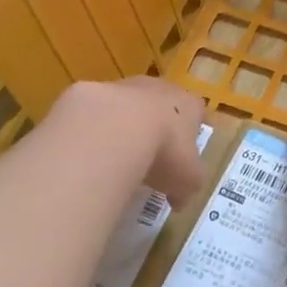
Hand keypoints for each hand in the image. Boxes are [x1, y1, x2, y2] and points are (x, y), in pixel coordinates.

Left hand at [55, 77, 206, 204]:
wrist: (115, 129)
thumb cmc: (165, 151)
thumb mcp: (187, 180)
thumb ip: (186, 189)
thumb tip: (178, 200)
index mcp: (188, 105)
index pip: (196, 112)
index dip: (191, 131)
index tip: (183, 152)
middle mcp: (160, 89)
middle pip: (161, 104)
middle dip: (157, 125)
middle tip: (149, 154)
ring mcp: (125, 86)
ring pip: (127, 104)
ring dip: (123, 124)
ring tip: (116, 155)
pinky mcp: (92, 91)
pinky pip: (97, 112)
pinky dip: (94, 128)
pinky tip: (90, 150)